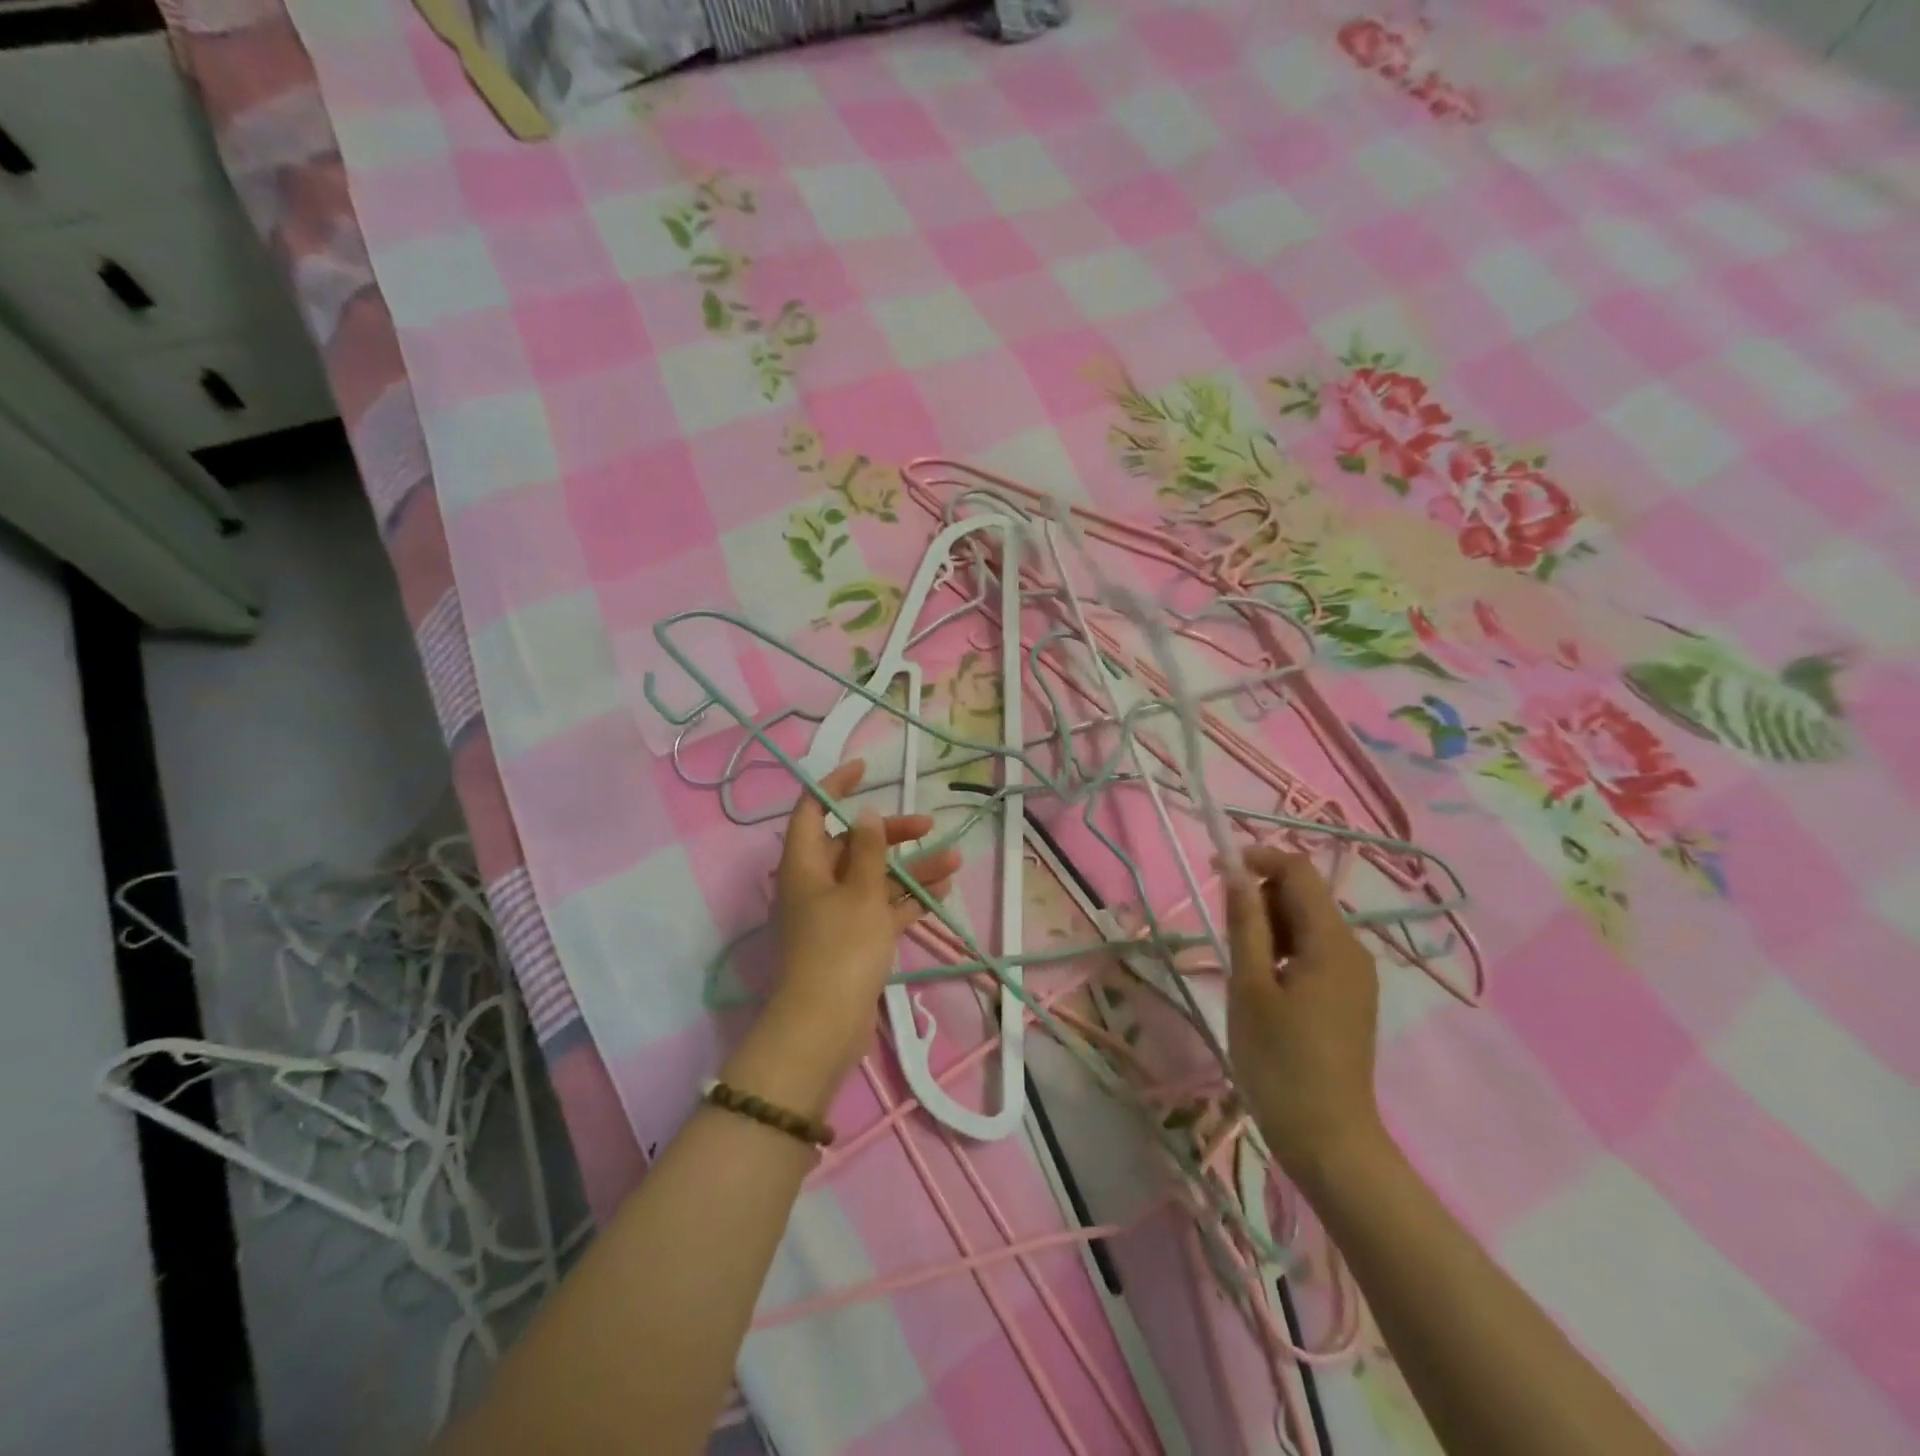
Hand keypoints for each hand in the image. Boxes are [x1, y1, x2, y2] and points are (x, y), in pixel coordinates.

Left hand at [759, 759, 960, 1095]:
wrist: (825, 1026)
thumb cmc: (840, 948)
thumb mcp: (860, 891)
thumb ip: (867, 850)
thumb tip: (864, 813)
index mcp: (804, 864)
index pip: (812, 810)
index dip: (835, 785)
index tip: (865, 769)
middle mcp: (815, 883)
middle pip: (851, 844)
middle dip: (890, 833)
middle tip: (927, 825)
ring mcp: (834, 914)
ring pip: (873, 878)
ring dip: (909, 867)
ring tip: (953, 858)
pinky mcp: (853, 940)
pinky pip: (882, 908)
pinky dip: (908, 898)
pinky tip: (943, 888)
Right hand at [1224, 848, 1384, 1187]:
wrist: (1328, 1139)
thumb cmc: (1279, 1061)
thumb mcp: (1250, 986)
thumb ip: (1245, 923)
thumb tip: (1237, 872)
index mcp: (1332, 942)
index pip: (1299, 872)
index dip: (1258, 859)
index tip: (1217, 871)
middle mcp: (1353, 950)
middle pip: (1304, 896)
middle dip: (1261, 897)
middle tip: (1225, 933)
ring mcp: (1355, 976)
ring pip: (1308, 925)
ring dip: (1270, 926)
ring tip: (1242, 967)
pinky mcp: (1350, 998)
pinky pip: (1315, 953)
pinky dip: (1285, 951)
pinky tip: (1264, 986)